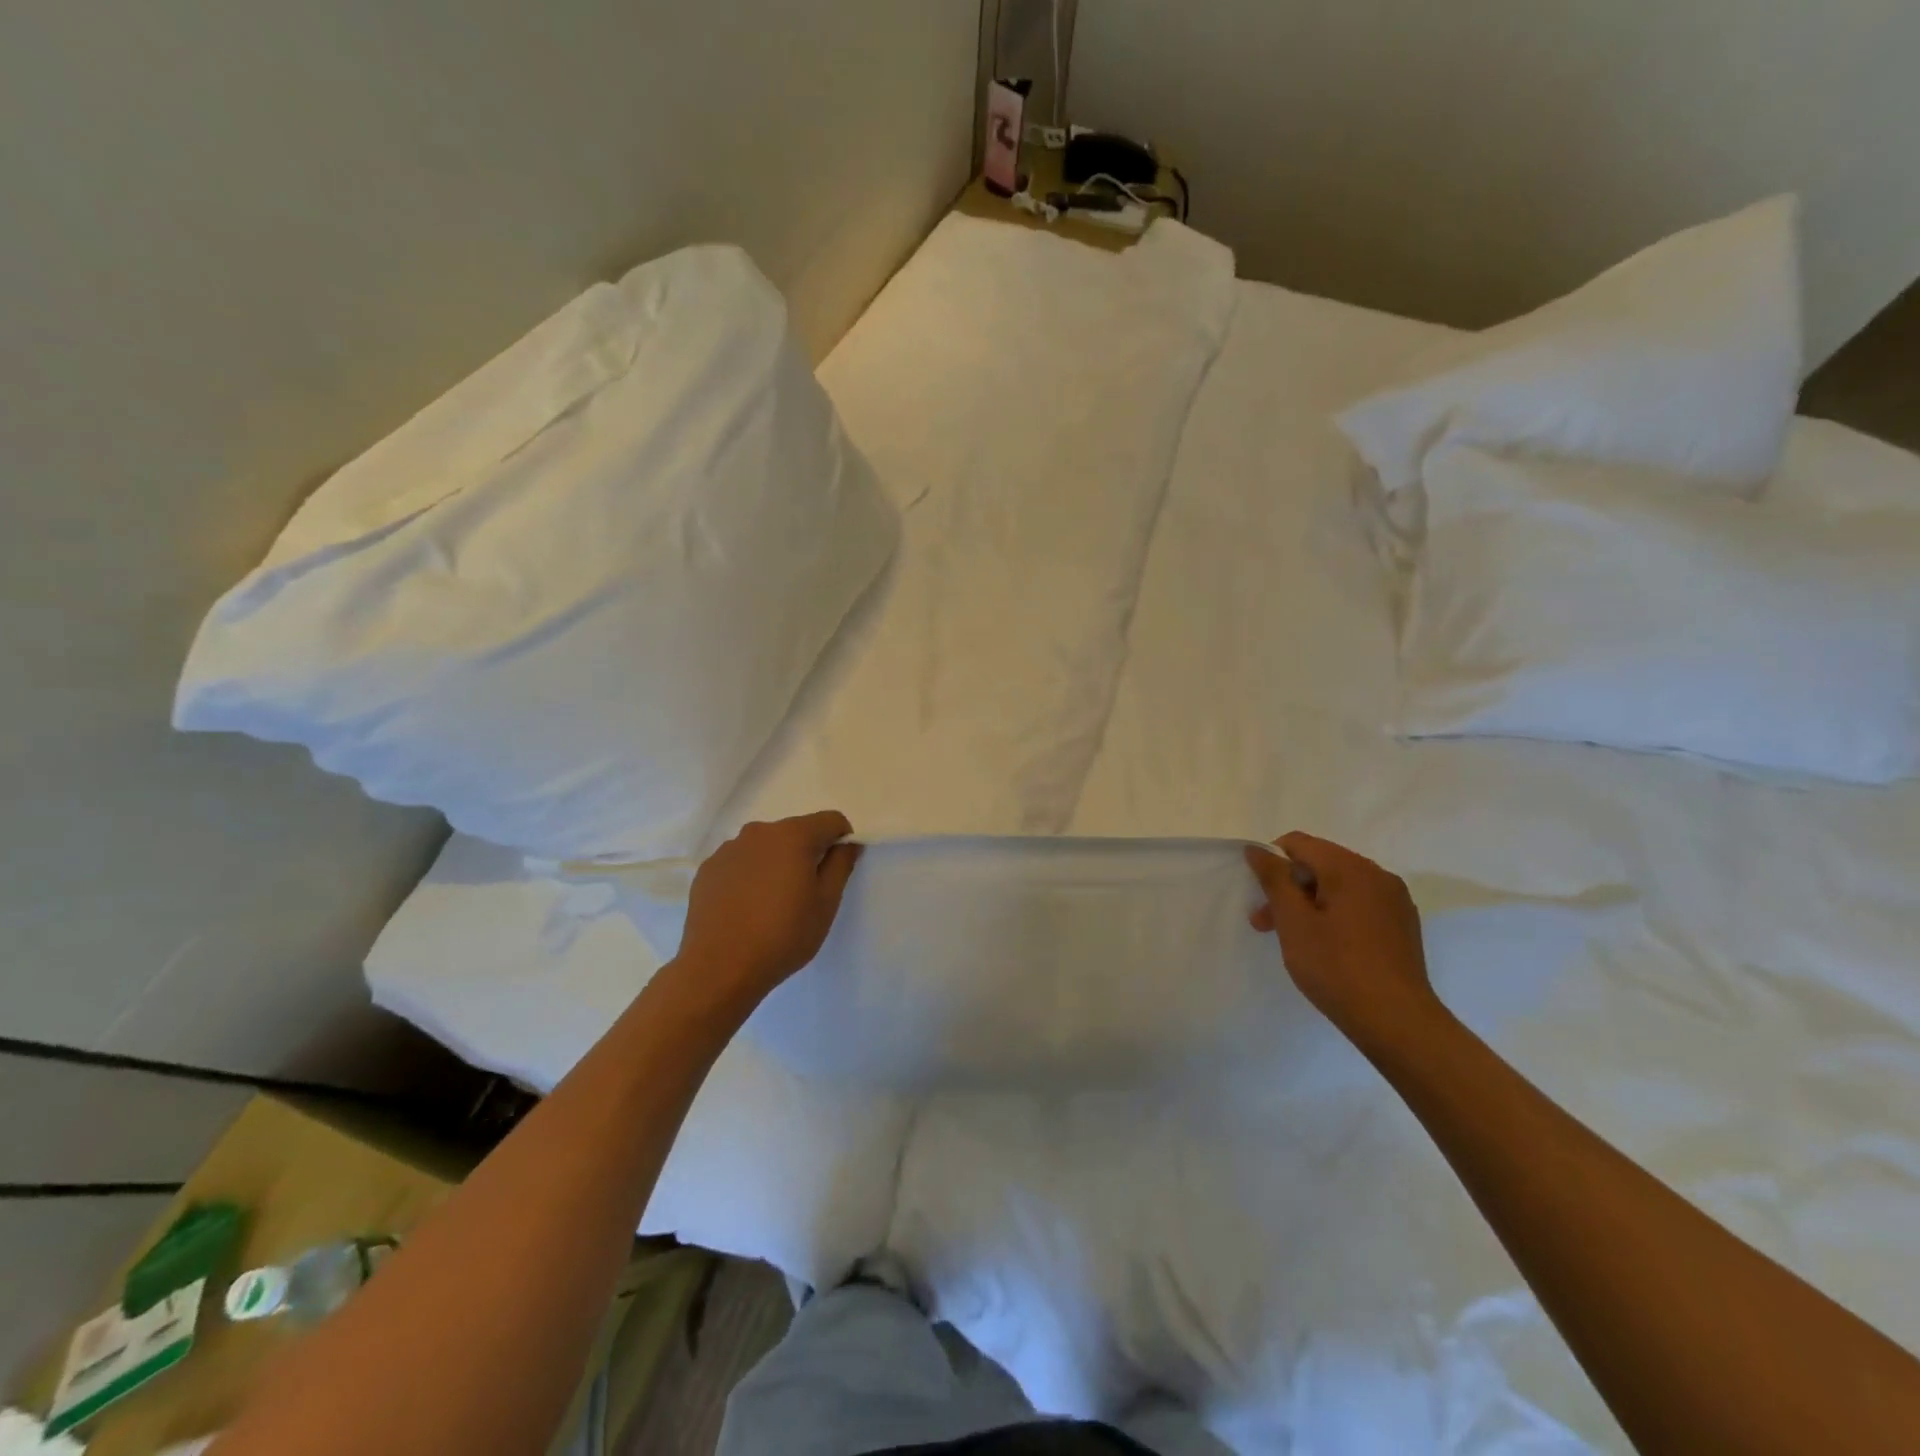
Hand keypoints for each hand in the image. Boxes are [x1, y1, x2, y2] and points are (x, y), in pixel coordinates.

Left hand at [675, 812, 861, 1010]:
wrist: (719, 967)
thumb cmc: (783, 935)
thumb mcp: (826, 903)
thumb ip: (841, 864)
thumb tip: (848, 844)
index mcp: (793, 835)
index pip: (831, 820)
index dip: (842, 841)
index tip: (837, 870)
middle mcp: (759, 832)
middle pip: (796, 832)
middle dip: (807, 853)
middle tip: (805, 893)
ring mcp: (729, 849)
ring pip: (766, 847)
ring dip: (776, 864)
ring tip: (772, 904)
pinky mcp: (708, 869)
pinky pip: (740, 863)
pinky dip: (750, 876)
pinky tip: (746, 908)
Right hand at [1245, 832, 1444, 1055]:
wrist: (1398, 1023)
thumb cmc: (1336, 968)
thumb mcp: (1294, 922)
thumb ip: (1274, 879)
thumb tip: (1258, 849)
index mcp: (1351, 868)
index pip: (1299, 843)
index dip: (1271, 862)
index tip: (1259, 896)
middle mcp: (1378, 875)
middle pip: (1320, 864)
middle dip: (1288, 887)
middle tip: (1264, 923)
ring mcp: (1395, 901)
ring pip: (1339, 886)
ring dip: (1309, 903)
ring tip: (1291, 938)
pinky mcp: (1402, 925)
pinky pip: (1359, 905)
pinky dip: (1334, 915)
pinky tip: (1326, 946)